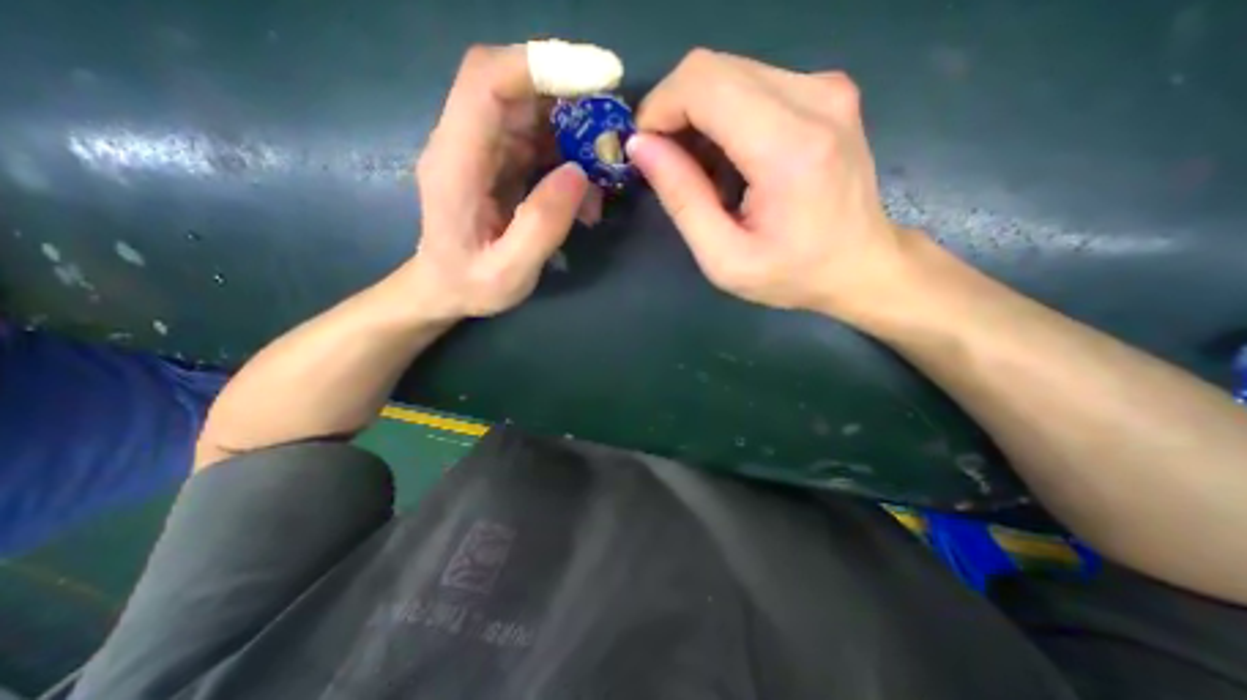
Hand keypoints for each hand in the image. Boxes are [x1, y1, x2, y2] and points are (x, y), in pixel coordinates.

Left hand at [404, 46, 589, 318]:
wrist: (444, 288)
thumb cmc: (471, 285)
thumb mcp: (509, 273)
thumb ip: (541, 225)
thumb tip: (579, 173)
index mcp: (455, 164)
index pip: (486, 82)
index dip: (541, 66)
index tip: (598, 78)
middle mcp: (463, 142)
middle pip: (514, 86)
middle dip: (570, 97)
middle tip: (613, 129)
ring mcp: (482, 149)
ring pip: (531, 110)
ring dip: (574, 129)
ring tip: (604, 169)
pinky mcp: (498, 159)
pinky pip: (538, 138)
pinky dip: (569, 151)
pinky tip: (586, 186)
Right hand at [629, 50, 913, 319]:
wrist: (862, 266)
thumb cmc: (792, 274)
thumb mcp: (724, 258)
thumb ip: (682, 200)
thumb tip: (641, 147)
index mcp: (788, 148)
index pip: (703, 84)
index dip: (659, 108)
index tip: (644, 150)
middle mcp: (814, 98)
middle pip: (713, 69)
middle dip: (674, 112)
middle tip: (668, 164)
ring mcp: (826, 88)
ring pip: (730, 72)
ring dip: (699, 117)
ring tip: (701, 171)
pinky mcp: (827, 92)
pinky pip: (753, 83)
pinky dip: (725, 117)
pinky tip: (728, 160)